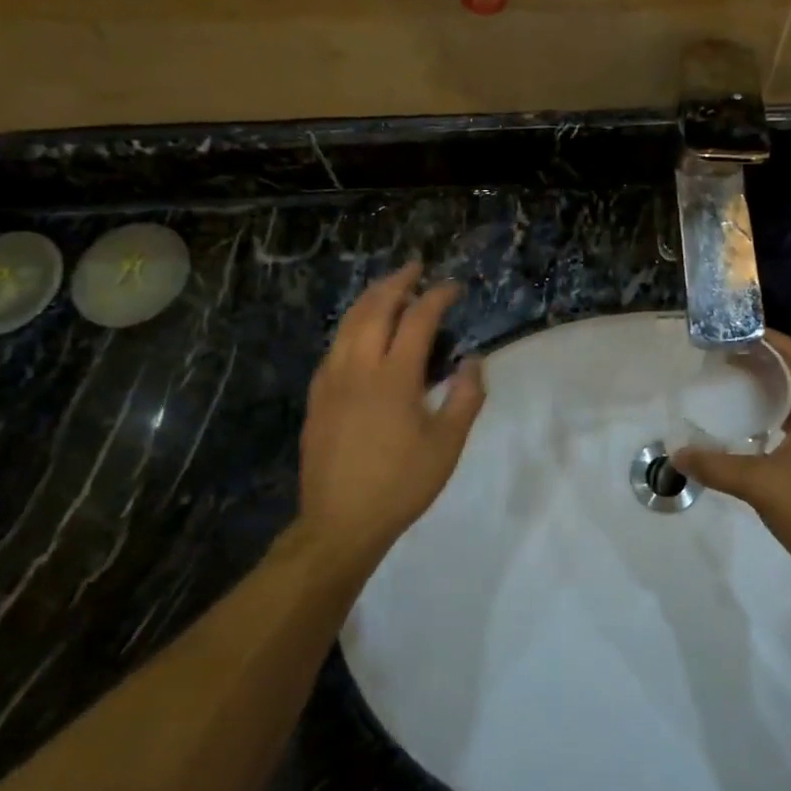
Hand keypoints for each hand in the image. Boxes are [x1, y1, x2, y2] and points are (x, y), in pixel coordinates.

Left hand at [299, 263, 485, 563]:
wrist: (341, 522)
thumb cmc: (401, 484)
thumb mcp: (446, 445)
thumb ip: (465, 398)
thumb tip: (473, 361)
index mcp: (394, 377)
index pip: (417, 320)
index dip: (437, 297)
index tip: (453, 286)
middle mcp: (358, 368)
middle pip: (374, 309)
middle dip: (396, 283)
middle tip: (414, 268)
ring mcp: (331, 381)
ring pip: (347, 324)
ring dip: (369, 299)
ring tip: (387, 288)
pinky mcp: (317, 397)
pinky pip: (333, 347)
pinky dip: (350, 327)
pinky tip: (358, 333)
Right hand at [672, 330, 790, 605]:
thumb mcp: (758, 486)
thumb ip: (716, 467)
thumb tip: (677, 455)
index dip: (778, 341)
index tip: (747, 333)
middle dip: (772, 369)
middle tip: (736, 365)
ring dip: (779, 400)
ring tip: (744, 401)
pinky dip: (786, 429)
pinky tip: (763, 447)